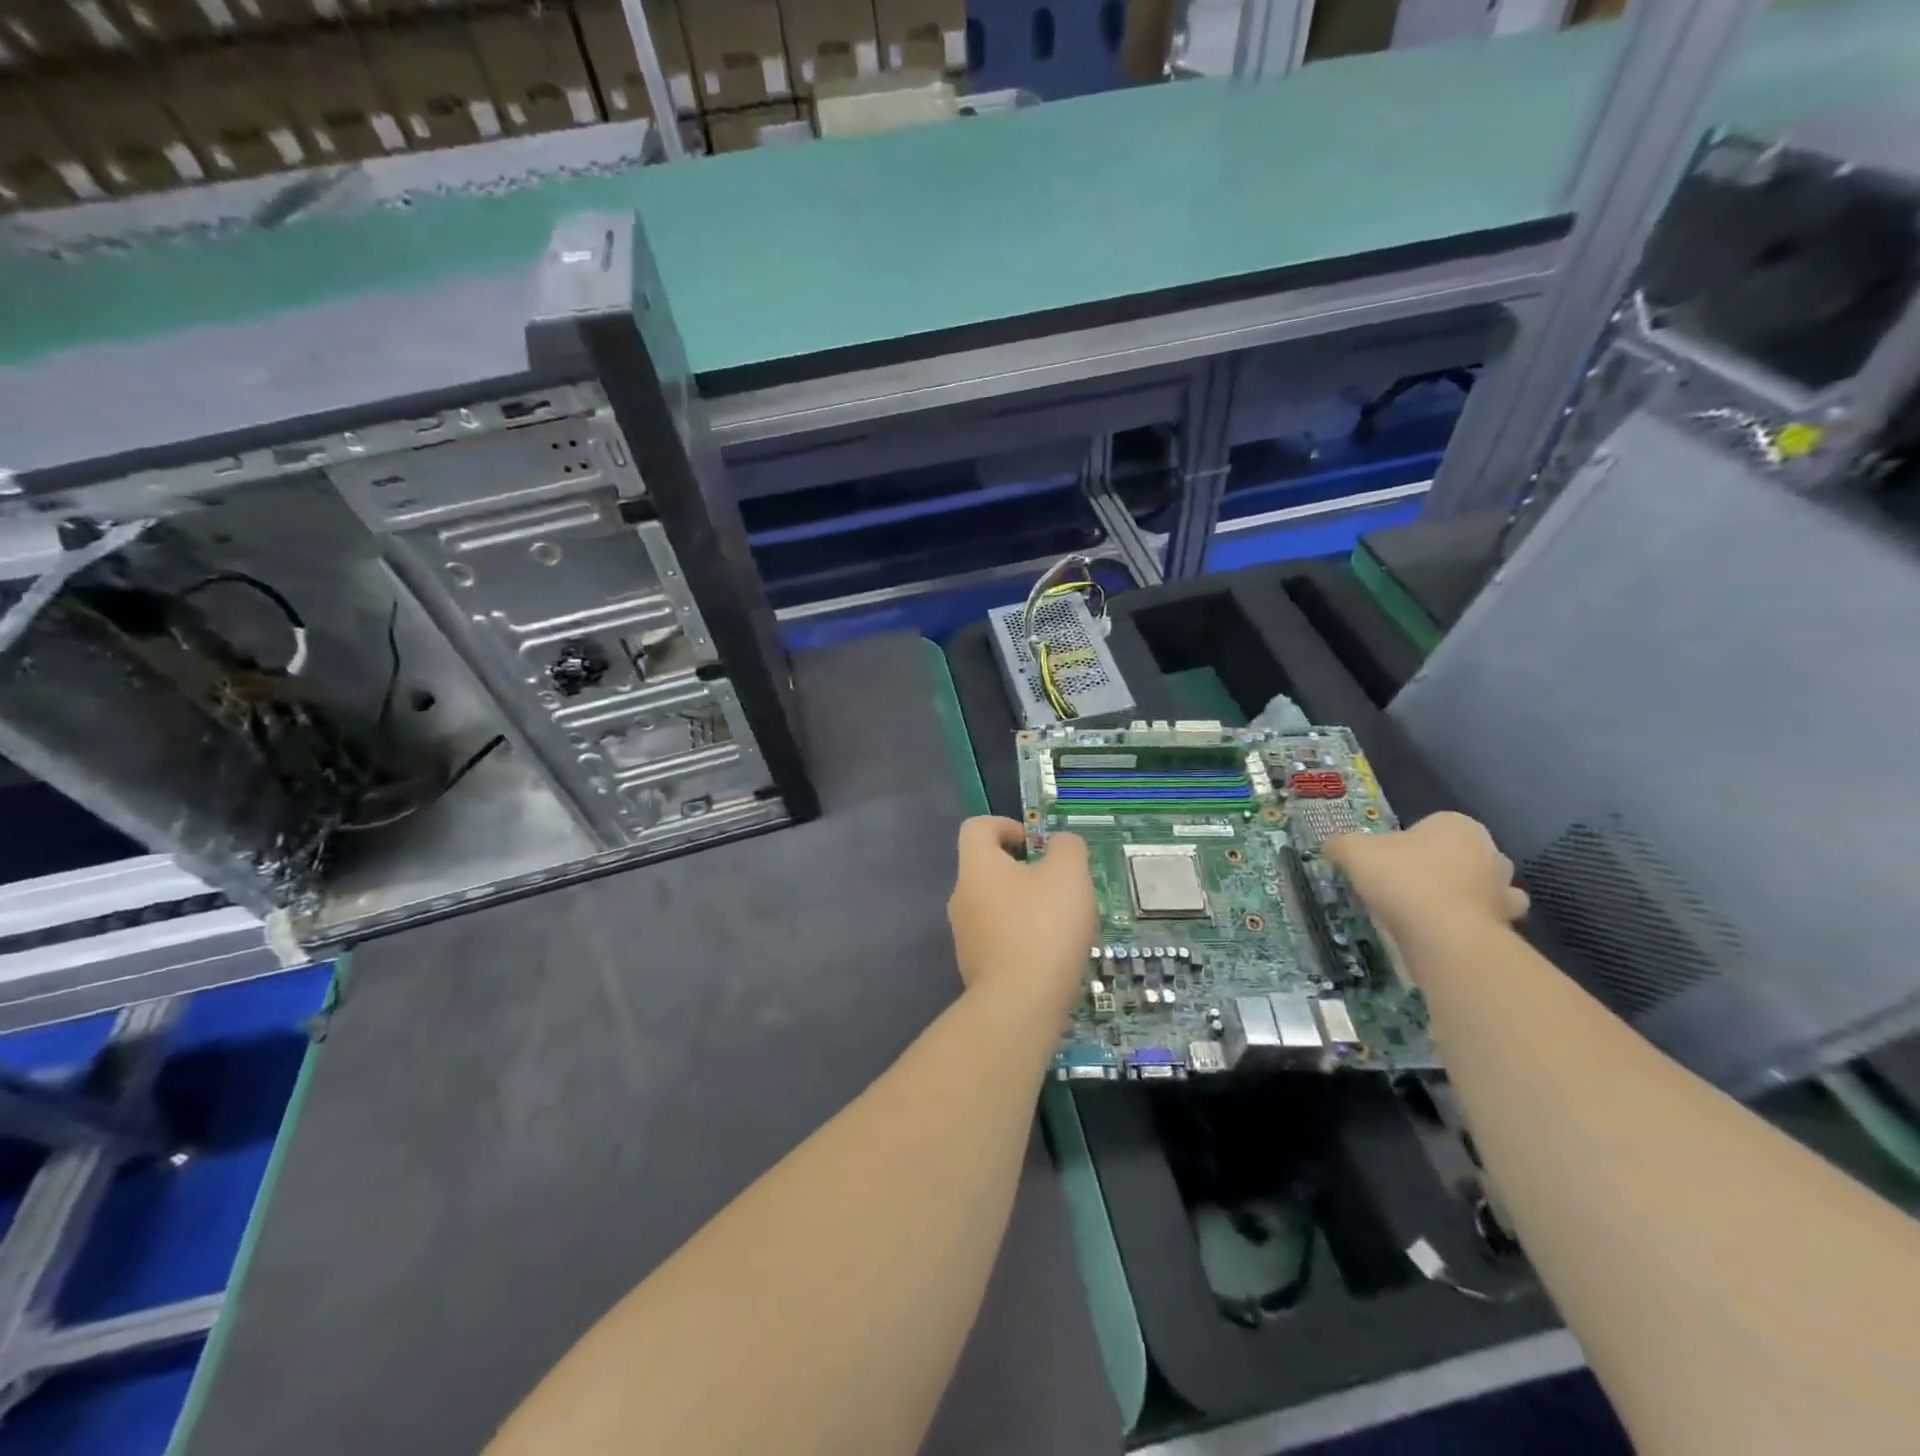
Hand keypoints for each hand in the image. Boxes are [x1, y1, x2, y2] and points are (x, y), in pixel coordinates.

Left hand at [947, 817, 1097, 1018]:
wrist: (1019, 1005)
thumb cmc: (1043, 927)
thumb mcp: (1068, 874)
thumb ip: (1067, 847)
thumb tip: (1060, 843)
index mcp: (977, 868)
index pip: (976, 828)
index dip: (1005, 824)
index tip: (1034, 842)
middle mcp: (962, 898)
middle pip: (989, 869)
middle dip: (1025, 871)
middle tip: (1061, 885)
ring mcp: (966, 937)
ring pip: (998, 907)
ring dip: (1028, 907)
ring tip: (1066, 924)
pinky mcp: (977, 969)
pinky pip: (1001, 940)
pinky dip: (1025, 939)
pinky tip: (1054, 956)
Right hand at [1324, 811, 1527, 942]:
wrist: (1444, 935)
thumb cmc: (1402, 878)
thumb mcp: (1354, 851)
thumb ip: (1341, 845)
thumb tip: (1331, 845)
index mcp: (1458, 825)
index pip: (1432, 825)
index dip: (1408, 842)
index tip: (1386, 860)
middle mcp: (1490, 853)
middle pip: (1460, 855)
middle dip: (1440, 867)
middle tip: (1404, 884)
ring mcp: (1504, 892)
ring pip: (1479, 889)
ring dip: (1460, 897)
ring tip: (1424, 912)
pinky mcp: (1506, 928)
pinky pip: (1482, 921)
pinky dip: (1465, 925)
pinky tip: (1438, 933)